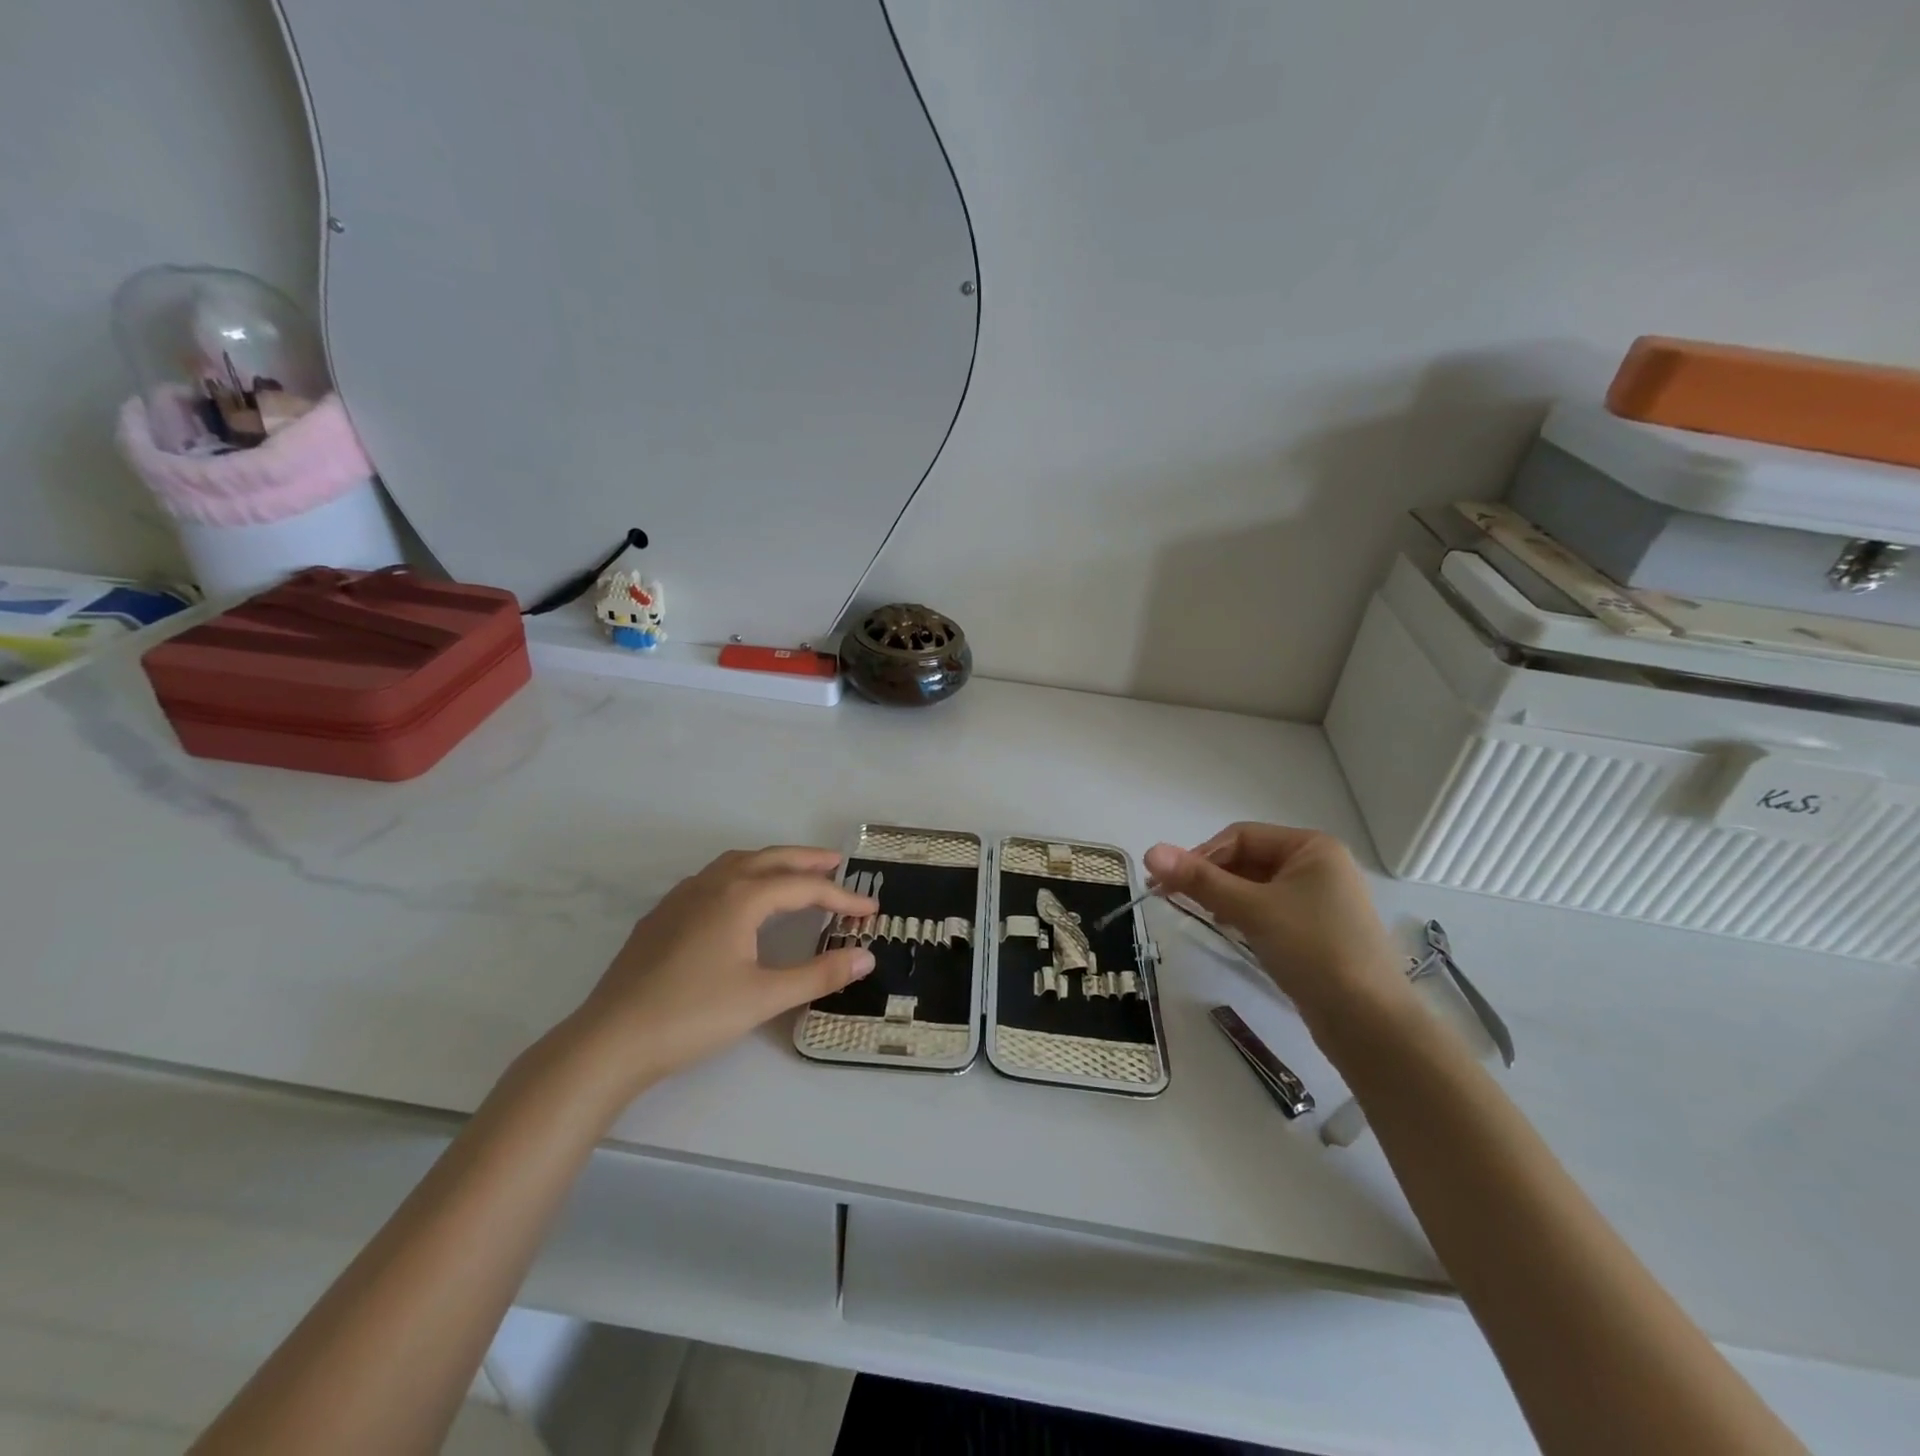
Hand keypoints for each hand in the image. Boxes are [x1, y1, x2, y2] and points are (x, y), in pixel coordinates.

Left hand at [558, 846, 876, 1098]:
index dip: (841, 897)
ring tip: (793, 873)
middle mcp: (712, 884)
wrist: (611, 1040)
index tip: (870, 910)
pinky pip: (712, 878)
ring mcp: (682, 897)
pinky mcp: (662, 915)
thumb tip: (866, 956)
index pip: (803, 887)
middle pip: (770, 859)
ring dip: (771, 862)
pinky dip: (741, 875)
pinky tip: (739, 899)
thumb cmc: (693, 1015)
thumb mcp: (764, 997)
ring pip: (736, 863)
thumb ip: (819, 974)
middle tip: (838, 863)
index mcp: (741, 897)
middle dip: (807, 860)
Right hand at [1144, 823, 1411, 1033]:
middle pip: (1248, 859)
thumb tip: (1149, 851)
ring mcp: (1321, 900)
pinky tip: (1232, 930)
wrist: (1369, 1023)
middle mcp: (1320, 866)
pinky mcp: (1318, 931)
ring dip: (1225, 896)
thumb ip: (1199, 880)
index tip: (1168, 882)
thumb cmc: (1313, 950)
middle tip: (1172, 899)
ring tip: (1201, 914)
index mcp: (1312, 847)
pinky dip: (1245, 914)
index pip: (1241, 836)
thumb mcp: (1251, 909)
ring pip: (1257, 886)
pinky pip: (1271, 909)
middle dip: (1211, 877)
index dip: (1201, 854)